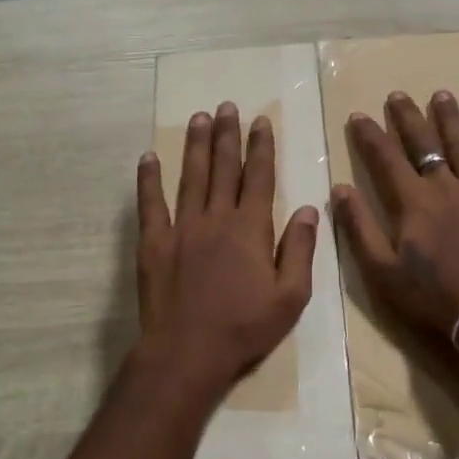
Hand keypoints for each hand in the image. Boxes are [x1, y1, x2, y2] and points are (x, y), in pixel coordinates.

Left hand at [137, 101, 319, 387]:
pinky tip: (149, 157)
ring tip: (199, 118)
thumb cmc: (244, 328)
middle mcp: (216, 218)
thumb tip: (310, 209)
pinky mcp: (153, 243)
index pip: (259, 178)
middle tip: (227, 106)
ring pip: (190, 177)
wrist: (187, 352)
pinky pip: (150, 204)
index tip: (260, 122)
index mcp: (251, 229)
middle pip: (223, 168)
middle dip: (227, 135)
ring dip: (196, 146)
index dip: (261, 148)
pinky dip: (149, 179)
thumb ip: (300, 250)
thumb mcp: (290, 297)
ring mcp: (181, 228)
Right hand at [331, 91, 458, 339]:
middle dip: (408, 118)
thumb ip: (359, 226)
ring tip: (443, 95)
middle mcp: (446, 188)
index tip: (358, 115)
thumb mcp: (381, 269)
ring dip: (452, 122)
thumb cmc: (430, 296)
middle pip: (425, 144)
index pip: (385, 158)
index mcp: (413, 202)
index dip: (369, 136)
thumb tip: (340, 189)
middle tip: (398, 95)